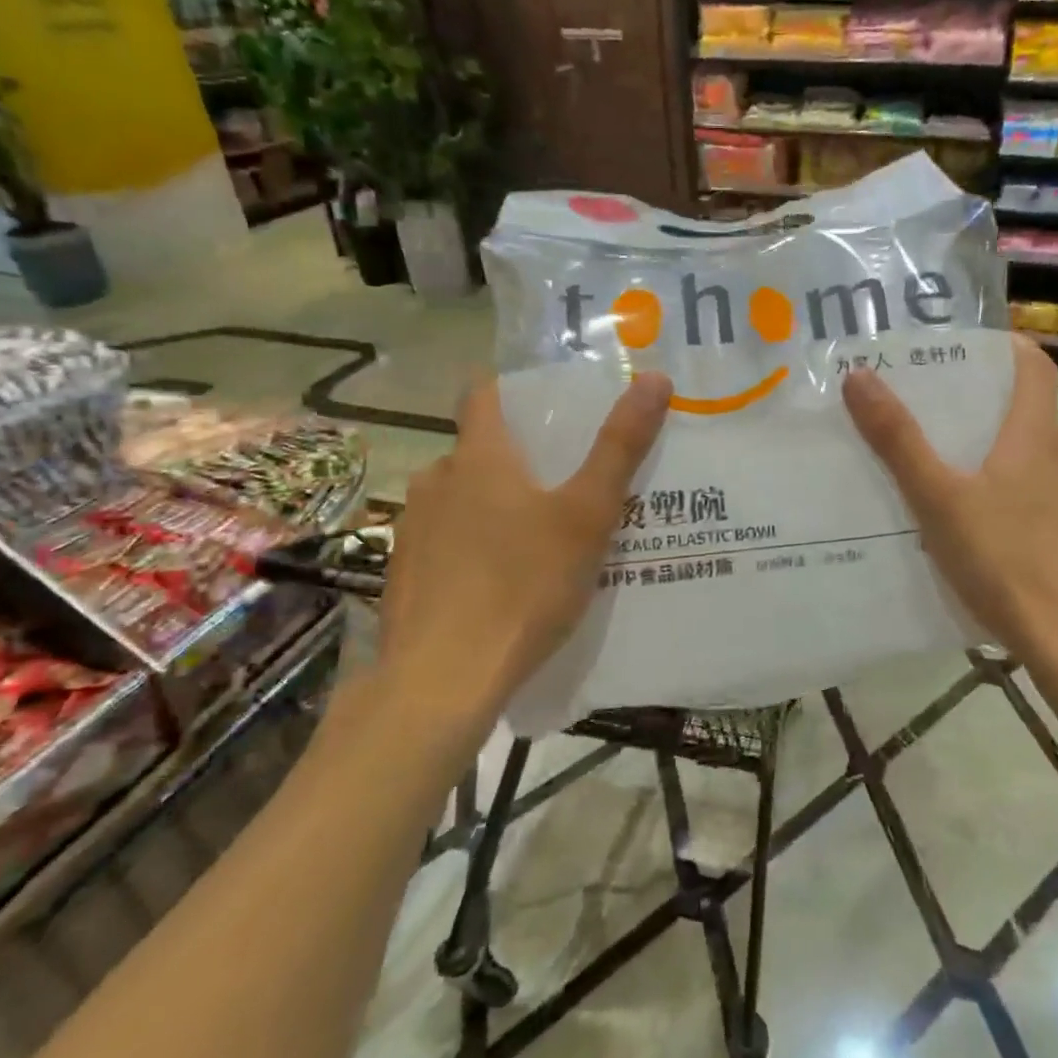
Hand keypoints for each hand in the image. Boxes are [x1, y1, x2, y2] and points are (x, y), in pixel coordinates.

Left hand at [371, 372, 670, 745]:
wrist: (443, 679)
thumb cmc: (524, 585)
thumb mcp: (587, 515)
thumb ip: (620, 446)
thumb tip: (655, 378)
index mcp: (479, 457)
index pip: (482, 394)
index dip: (511, 391)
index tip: (546, 407)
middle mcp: (436, 481)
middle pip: (477, 451)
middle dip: (516, 460)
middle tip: (563, 486)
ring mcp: (412, 529)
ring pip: (458, 499)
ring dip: (491, 506)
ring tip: (536, 539)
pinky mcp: (402, 574)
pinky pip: (443, 542)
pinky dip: (470, 547)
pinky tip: (499, 584)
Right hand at [842, 335, 1057, 668]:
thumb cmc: (1006, 560)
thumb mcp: (939, 499)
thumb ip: (899, 441)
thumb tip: (860, 377)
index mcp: (1036, 436)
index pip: (1034, 366)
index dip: (1005, 347)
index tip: (966, 348)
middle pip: (1029, 412)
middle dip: (984, 403)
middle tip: (931, 409)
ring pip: (1034, 458)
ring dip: (996, 451)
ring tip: (947, 467)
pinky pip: (1041, 497)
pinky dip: (1011, 493)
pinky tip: (980, 526)